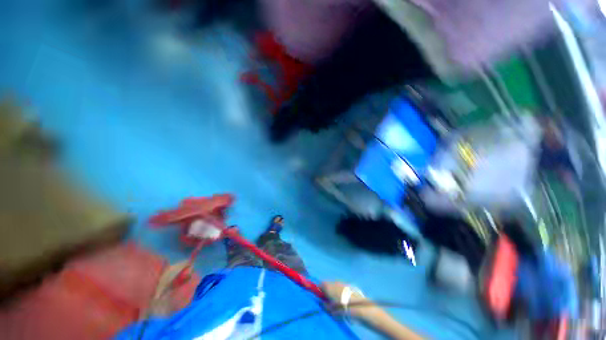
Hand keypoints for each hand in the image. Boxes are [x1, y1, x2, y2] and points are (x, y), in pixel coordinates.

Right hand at [321, 282, 372, 317]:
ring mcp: (341, 283)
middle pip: (327, 285)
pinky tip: (344, 300)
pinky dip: (340, 292)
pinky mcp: (348, 285)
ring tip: (337, 302)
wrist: (358, 306)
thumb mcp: (331, 310)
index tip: (320, 298)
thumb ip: (325, 305)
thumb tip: (322, 302)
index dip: (319, 290)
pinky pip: (341, 287)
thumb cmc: (342, 308)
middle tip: (328, 301)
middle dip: (327, 291)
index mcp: (328, 286)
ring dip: (334, 291)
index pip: (320, 285)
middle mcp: (334, 282)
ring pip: (334, 286)